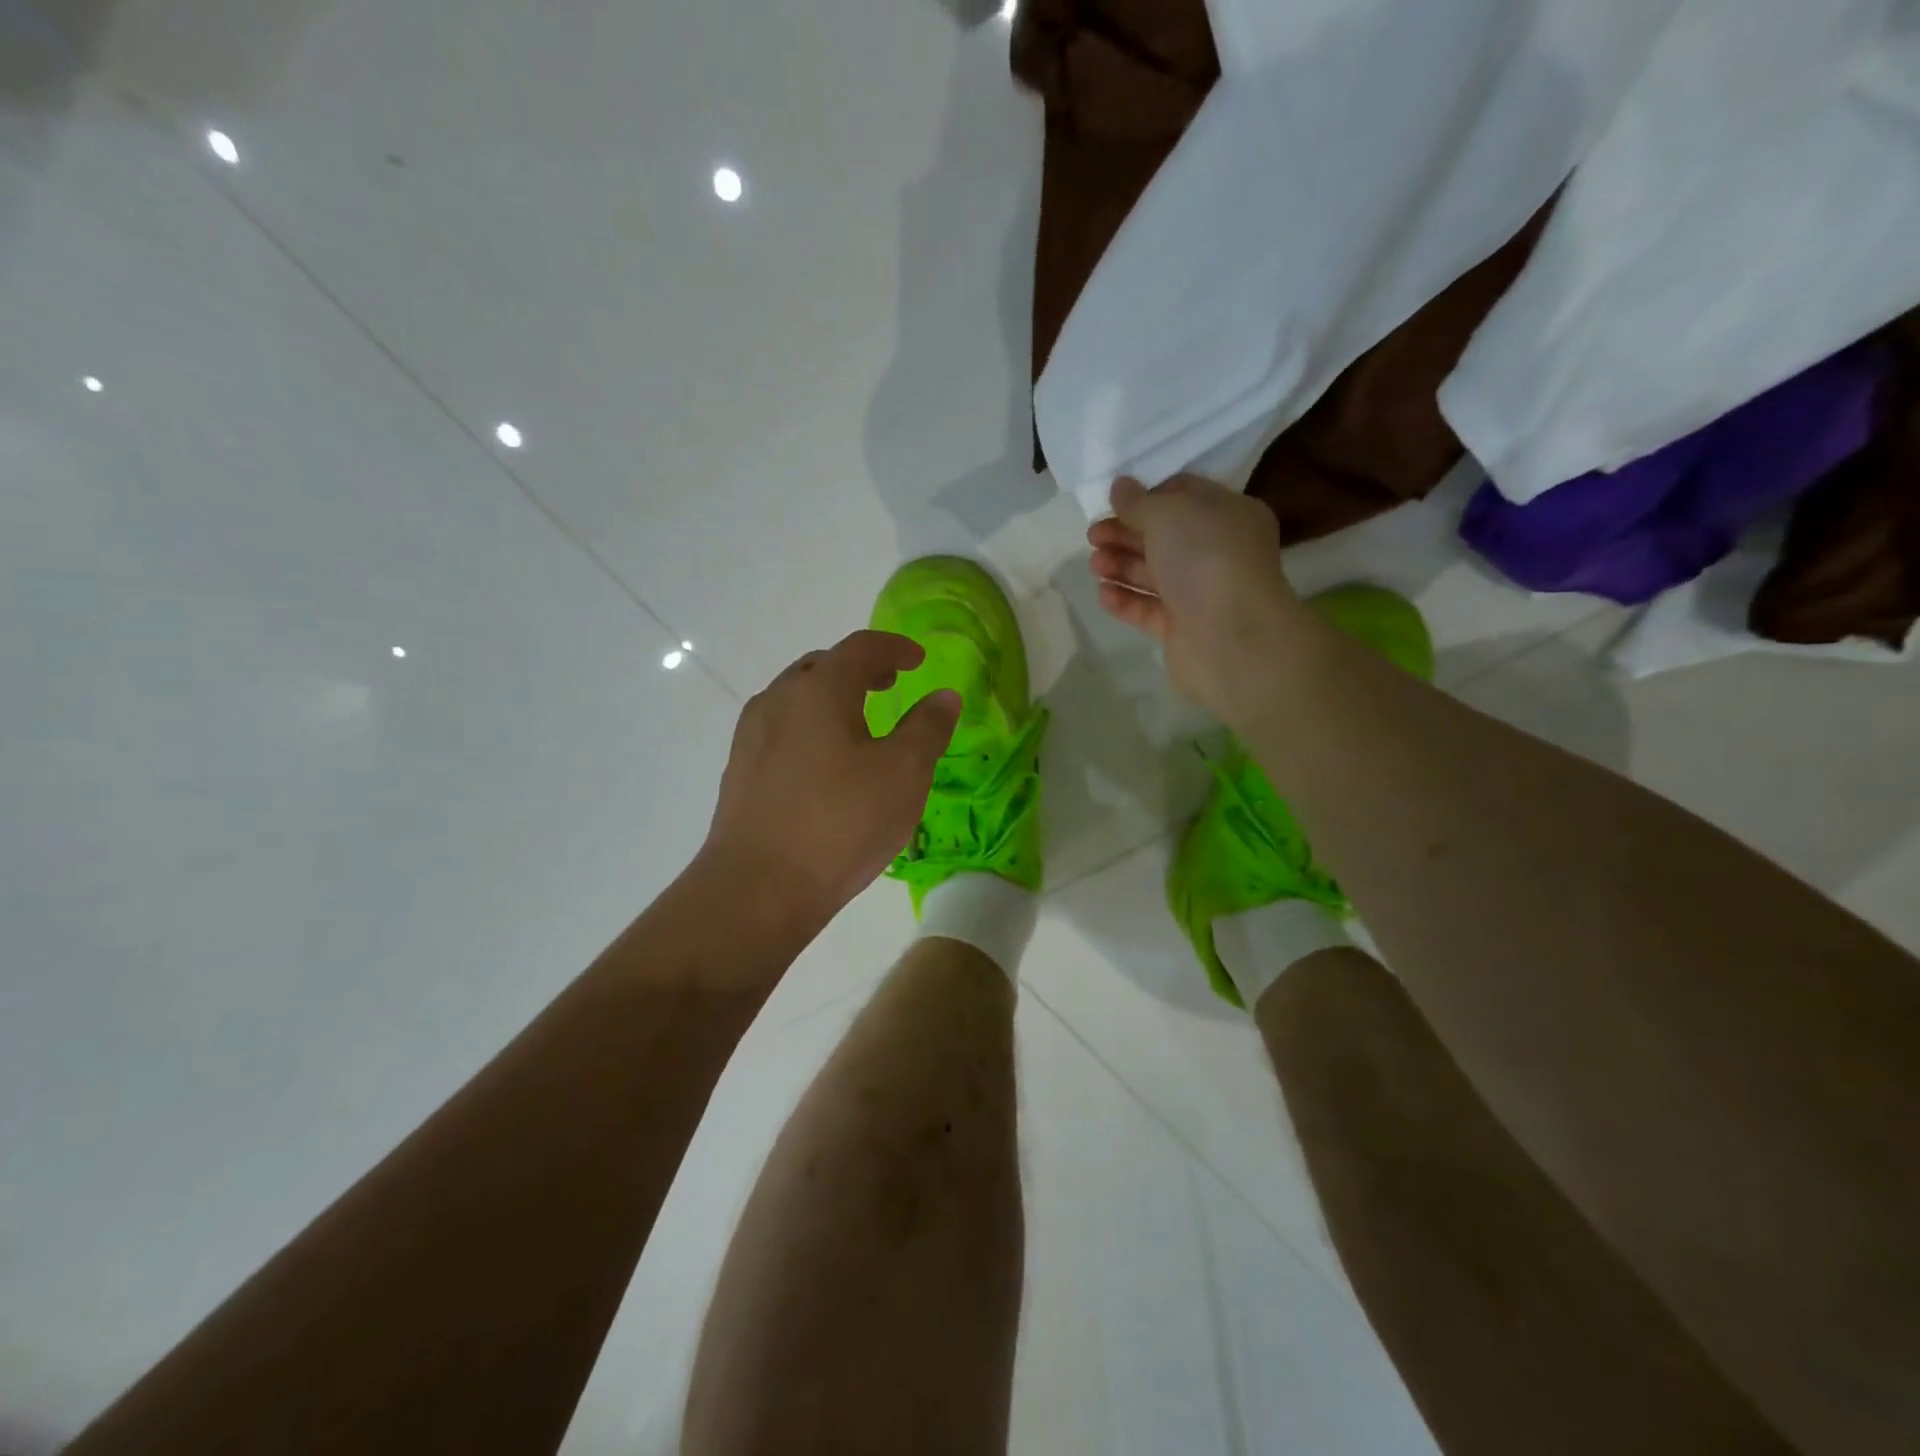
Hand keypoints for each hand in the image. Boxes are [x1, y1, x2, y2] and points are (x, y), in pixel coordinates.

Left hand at [704, 630, 960, 920]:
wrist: (758, 888)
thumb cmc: (840, 823)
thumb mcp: (903, 774)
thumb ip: (928, 728)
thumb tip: (943, 696)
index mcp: (819, 689)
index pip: (861, 648)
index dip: (894, 647)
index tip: (918, 660)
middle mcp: (778, 700)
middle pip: (822, 667)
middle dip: (859, 669)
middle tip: (889, 684)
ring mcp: (751, 735)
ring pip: (797, 699)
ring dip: (831, 699)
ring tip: (859, 724)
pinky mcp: (739, 770)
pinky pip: (781, 730)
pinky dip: (810, 728)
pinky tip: (825, 765)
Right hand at [1087, 475, 1308, 719]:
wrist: (1230, 637)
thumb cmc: (1205, 559)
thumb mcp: (1168, 514)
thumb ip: (1139, 501)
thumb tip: (1121, 487)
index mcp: (1229, 515)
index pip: (1184, 495)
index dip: (1147, 496)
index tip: (1114, 502)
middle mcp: (1219, 552)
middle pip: (1164, 537)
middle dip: (1126, 534)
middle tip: (1093, 536)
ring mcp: (1202, 594)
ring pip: (1154, 574)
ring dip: (1121, 566)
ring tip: (1094, 565)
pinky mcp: (1184, 629)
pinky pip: (1149, 609)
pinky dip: (1126, 600)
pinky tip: (1103, 593)